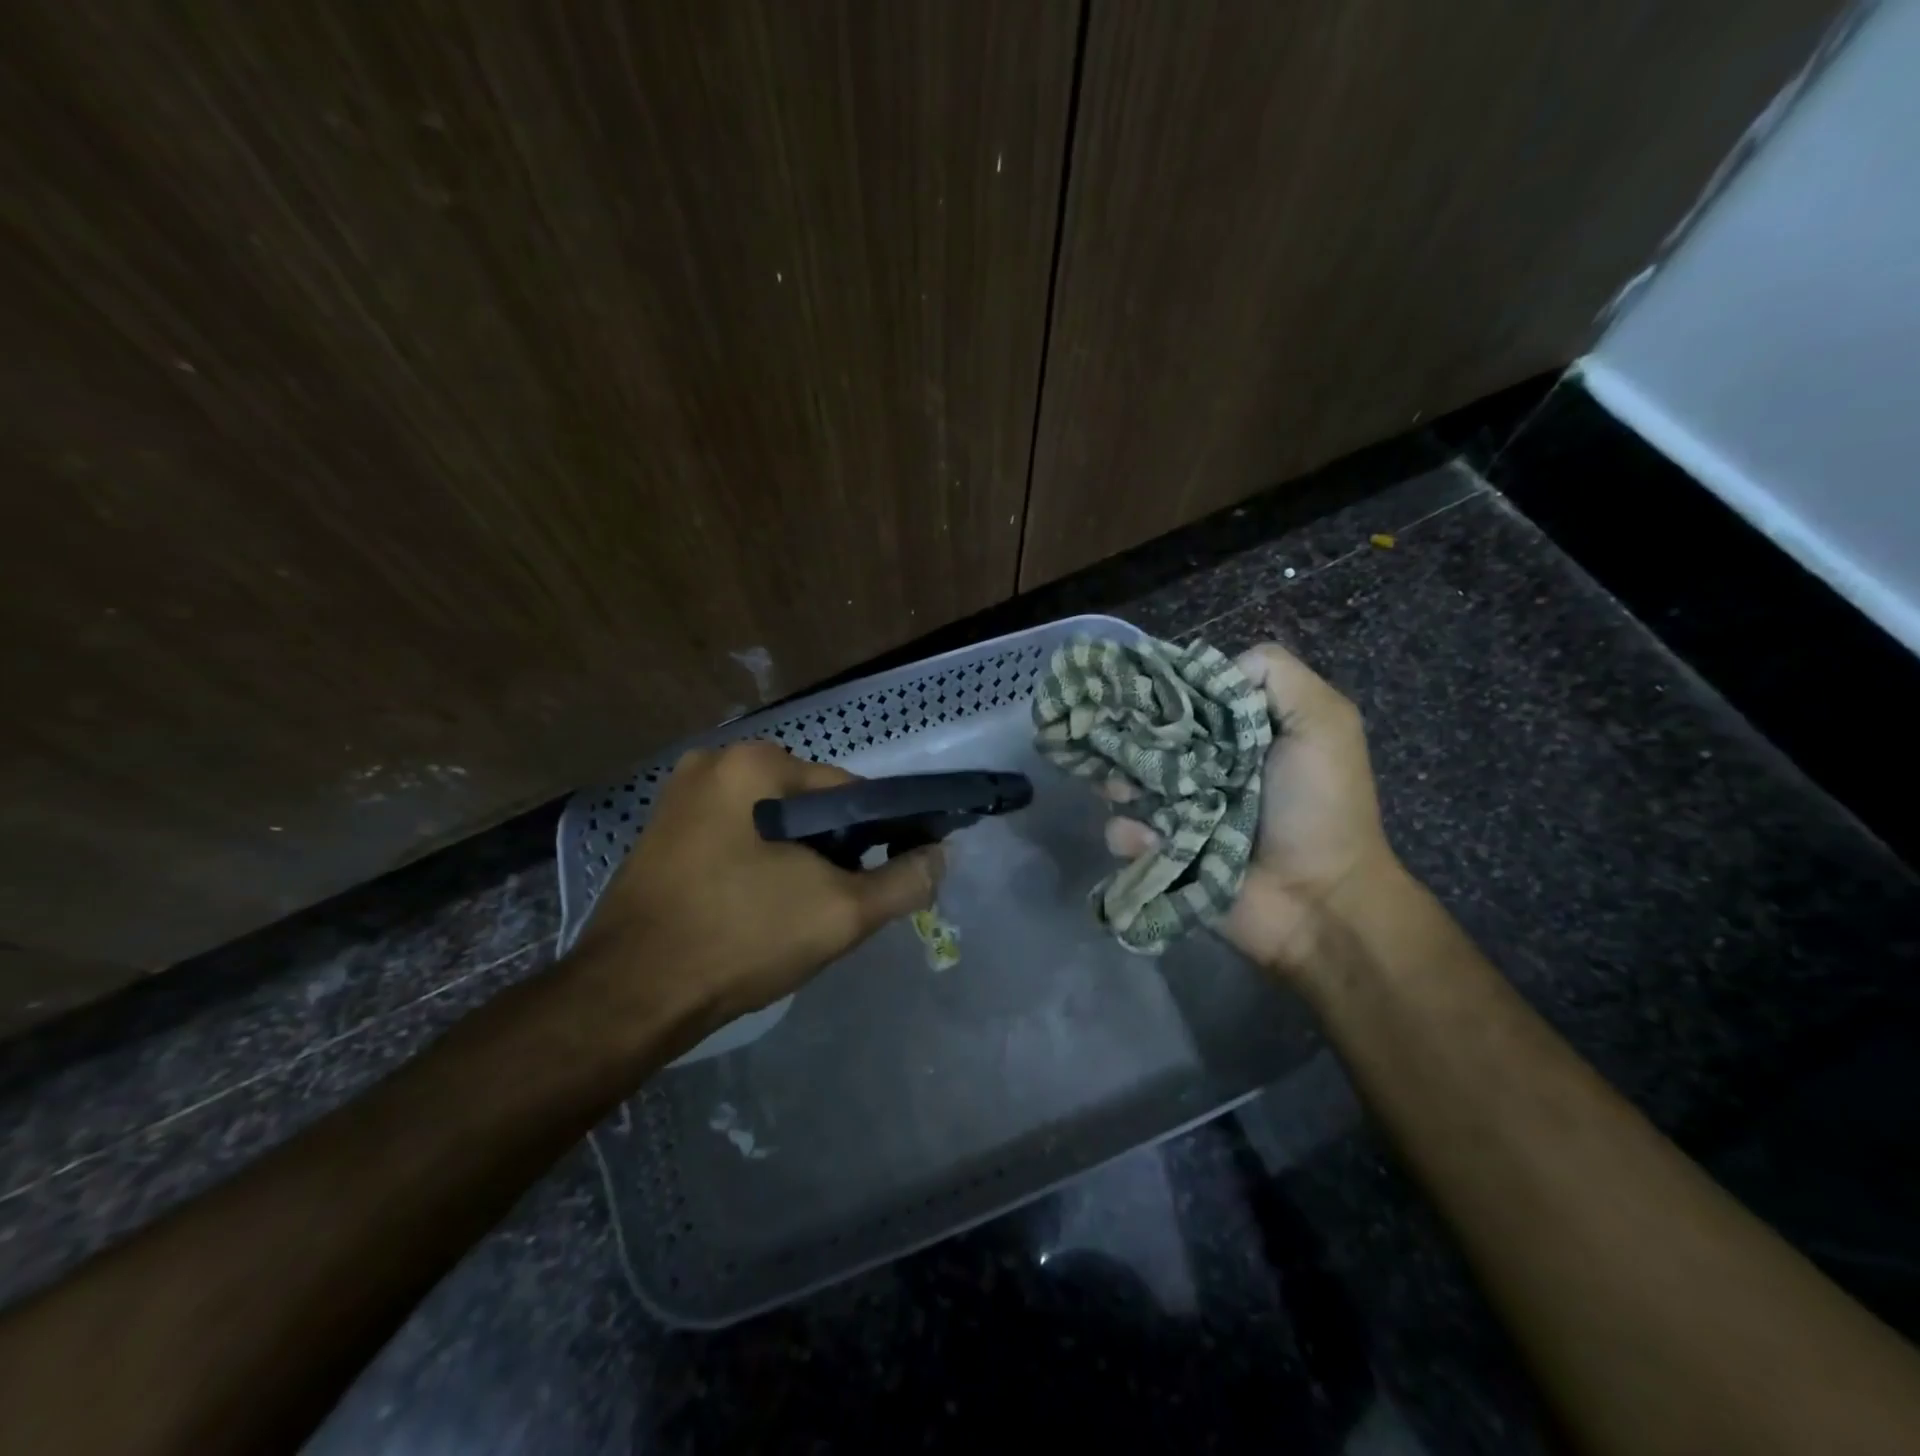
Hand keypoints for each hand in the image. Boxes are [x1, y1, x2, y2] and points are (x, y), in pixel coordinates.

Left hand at [572, 741, 943, 1034]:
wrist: (629, 998)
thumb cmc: (739, 938)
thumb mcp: (840, 912)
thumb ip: (904, 881)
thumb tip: (941, 855)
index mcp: (753, 763)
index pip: (846, 791)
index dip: (876, 835)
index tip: (877, 881)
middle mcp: (713, 763)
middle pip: (806, 806)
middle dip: (831, 852)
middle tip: (833, 906)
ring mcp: (679, 798)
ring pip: (771, 826)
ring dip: (796, 862)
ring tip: (795, 916)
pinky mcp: (662, 835)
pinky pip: (735, 840)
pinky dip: (758, 867)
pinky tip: (755, 911)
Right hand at [1105, 642, 1408, 977]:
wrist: (1318, 902)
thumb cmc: (1320, 807)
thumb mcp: (1324, 722)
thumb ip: (1276, 675)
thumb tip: (1205, 671)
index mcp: (1236, 732)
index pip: (1183, 697)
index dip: (1158, 692)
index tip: (1133, 691)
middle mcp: (1203, 765)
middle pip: (1146, 739)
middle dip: (1128, 740)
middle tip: (1118, 748)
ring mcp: (1179, 810)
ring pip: (1126, 783)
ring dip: (1119, 785)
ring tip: (1124, 794)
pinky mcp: (1163, 851)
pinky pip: (1126, 834)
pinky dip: (1131, 836)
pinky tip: (1149, 842)